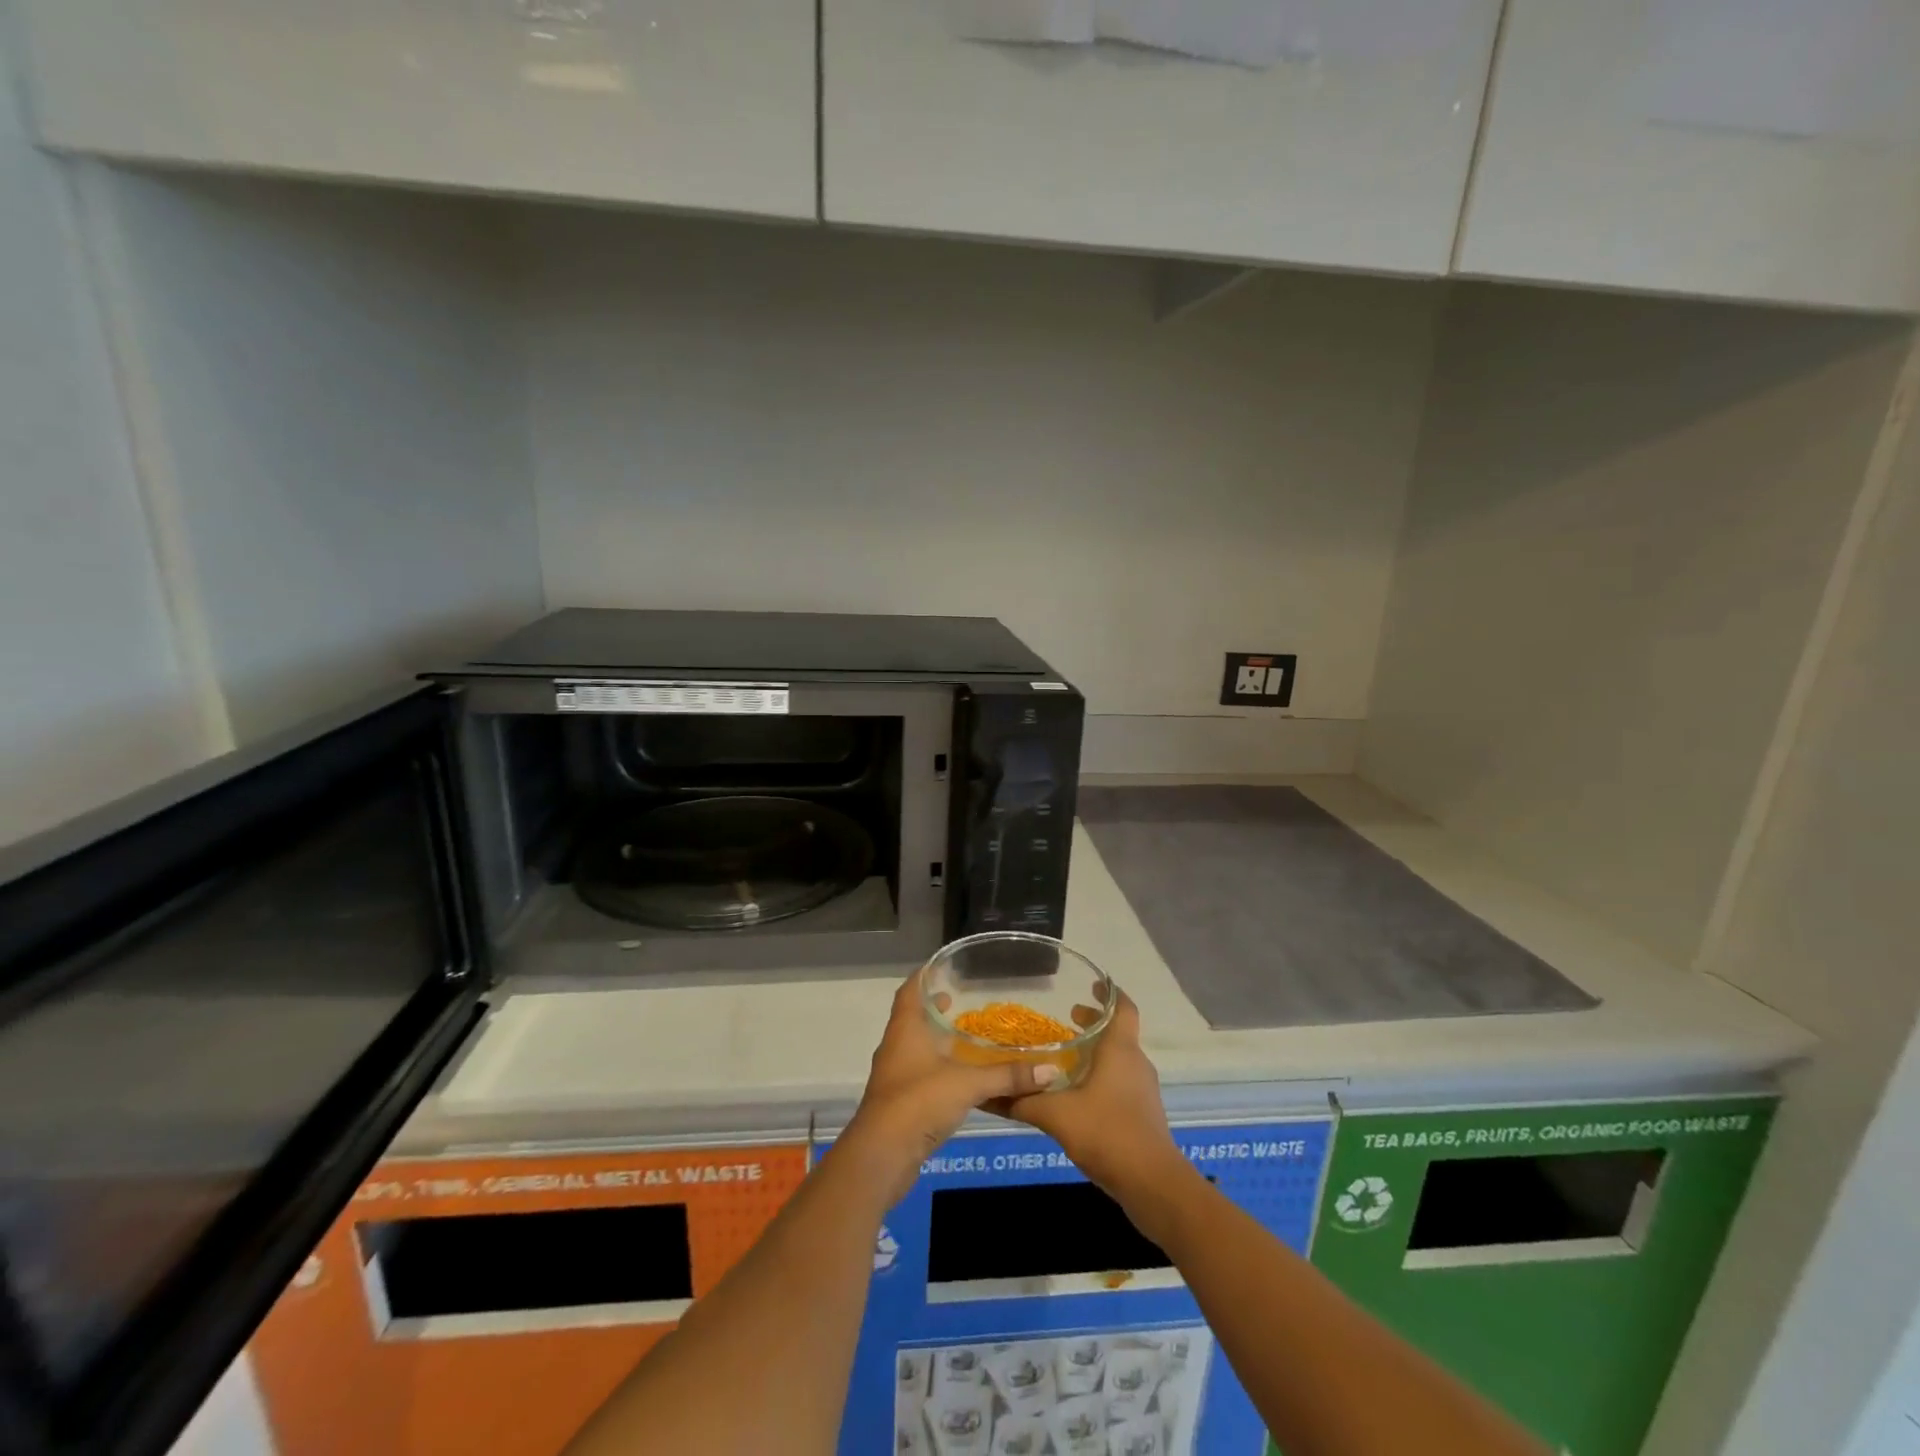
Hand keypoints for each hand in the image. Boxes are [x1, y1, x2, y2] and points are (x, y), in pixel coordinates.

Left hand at [839, 972, 1057, 1205]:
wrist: (882, 1155)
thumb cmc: (919, 1102)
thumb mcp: (968, 1084)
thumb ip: (1008, 1076)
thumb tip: (1051, 1070)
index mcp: (905, 1029)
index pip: (911, 989)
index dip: (925, 975)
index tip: (945, 966)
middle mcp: (896, 1045)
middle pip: (913, 1017)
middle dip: (937, 1008)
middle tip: (966, 1000)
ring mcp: (895, 1075)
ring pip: (917, 1046)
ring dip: (938, 1039)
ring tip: (968, 1035)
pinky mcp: (900, 1102)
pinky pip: (921, 1073)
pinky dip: (940, 1067)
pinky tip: (962, 1075)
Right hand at [1001, 990, 1188, 1212]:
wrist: (1153, 1185)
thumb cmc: (1108, 1133)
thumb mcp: (1057, 1115)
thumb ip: (1023, 1101)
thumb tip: (987, 1093)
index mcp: (1120, 1050)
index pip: (1123, 1008)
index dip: (1109, 993)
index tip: (1091, 983)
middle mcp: (1135, 1063)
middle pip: (1118, 1032)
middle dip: (1094, 1023)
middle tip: (1066, 1019)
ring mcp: (1142, 1090)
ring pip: (1119, 1058)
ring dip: (1096, 1051)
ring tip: (1066, 1056)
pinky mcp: (1142, 1114)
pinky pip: (1120, 1081)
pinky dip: (1101, 1076)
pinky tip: (1077, 1094)